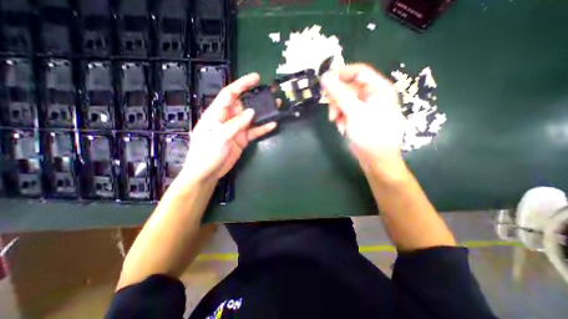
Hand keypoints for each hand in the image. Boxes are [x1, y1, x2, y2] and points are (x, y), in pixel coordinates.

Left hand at [181, 73, 275, 184]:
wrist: (207, 173)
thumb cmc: (206, 153)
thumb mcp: (219, 136)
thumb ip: (236, 124)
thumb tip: (252, 112)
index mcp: (217, 113)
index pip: (230, 94)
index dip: (242, 84)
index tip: (256, 78)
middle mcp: (228, 118)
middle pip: (244, 105)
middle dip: (257, 98)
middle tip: (271, 93)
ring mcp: (236, 129)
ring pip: (251, 118)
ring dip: (263, 113)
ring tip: (276, 106)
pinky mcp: (242, 139)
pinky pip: (254, 131)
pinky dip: (263, 128)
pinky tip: (272, 124)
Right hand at [319, 63, 408, 175]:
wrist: (375, 159)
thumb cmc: (370, 134)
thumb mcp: (355, 112)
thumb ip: (339, 94)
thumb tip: (324, 77)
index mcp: (378, 88)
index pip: (358, 71)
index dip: (341, 74)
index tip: (324, 81)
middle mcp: (372, 95)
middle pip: (348, 87)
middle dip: (337, 99)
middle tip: (331, 109)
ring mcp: (364, 107)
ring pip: (343, 100)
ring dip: (337, 110)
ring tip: (337, 122)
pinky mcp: (358, 117)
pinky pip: (344, 111)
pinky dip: (340, 118)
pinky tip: (343, 128)